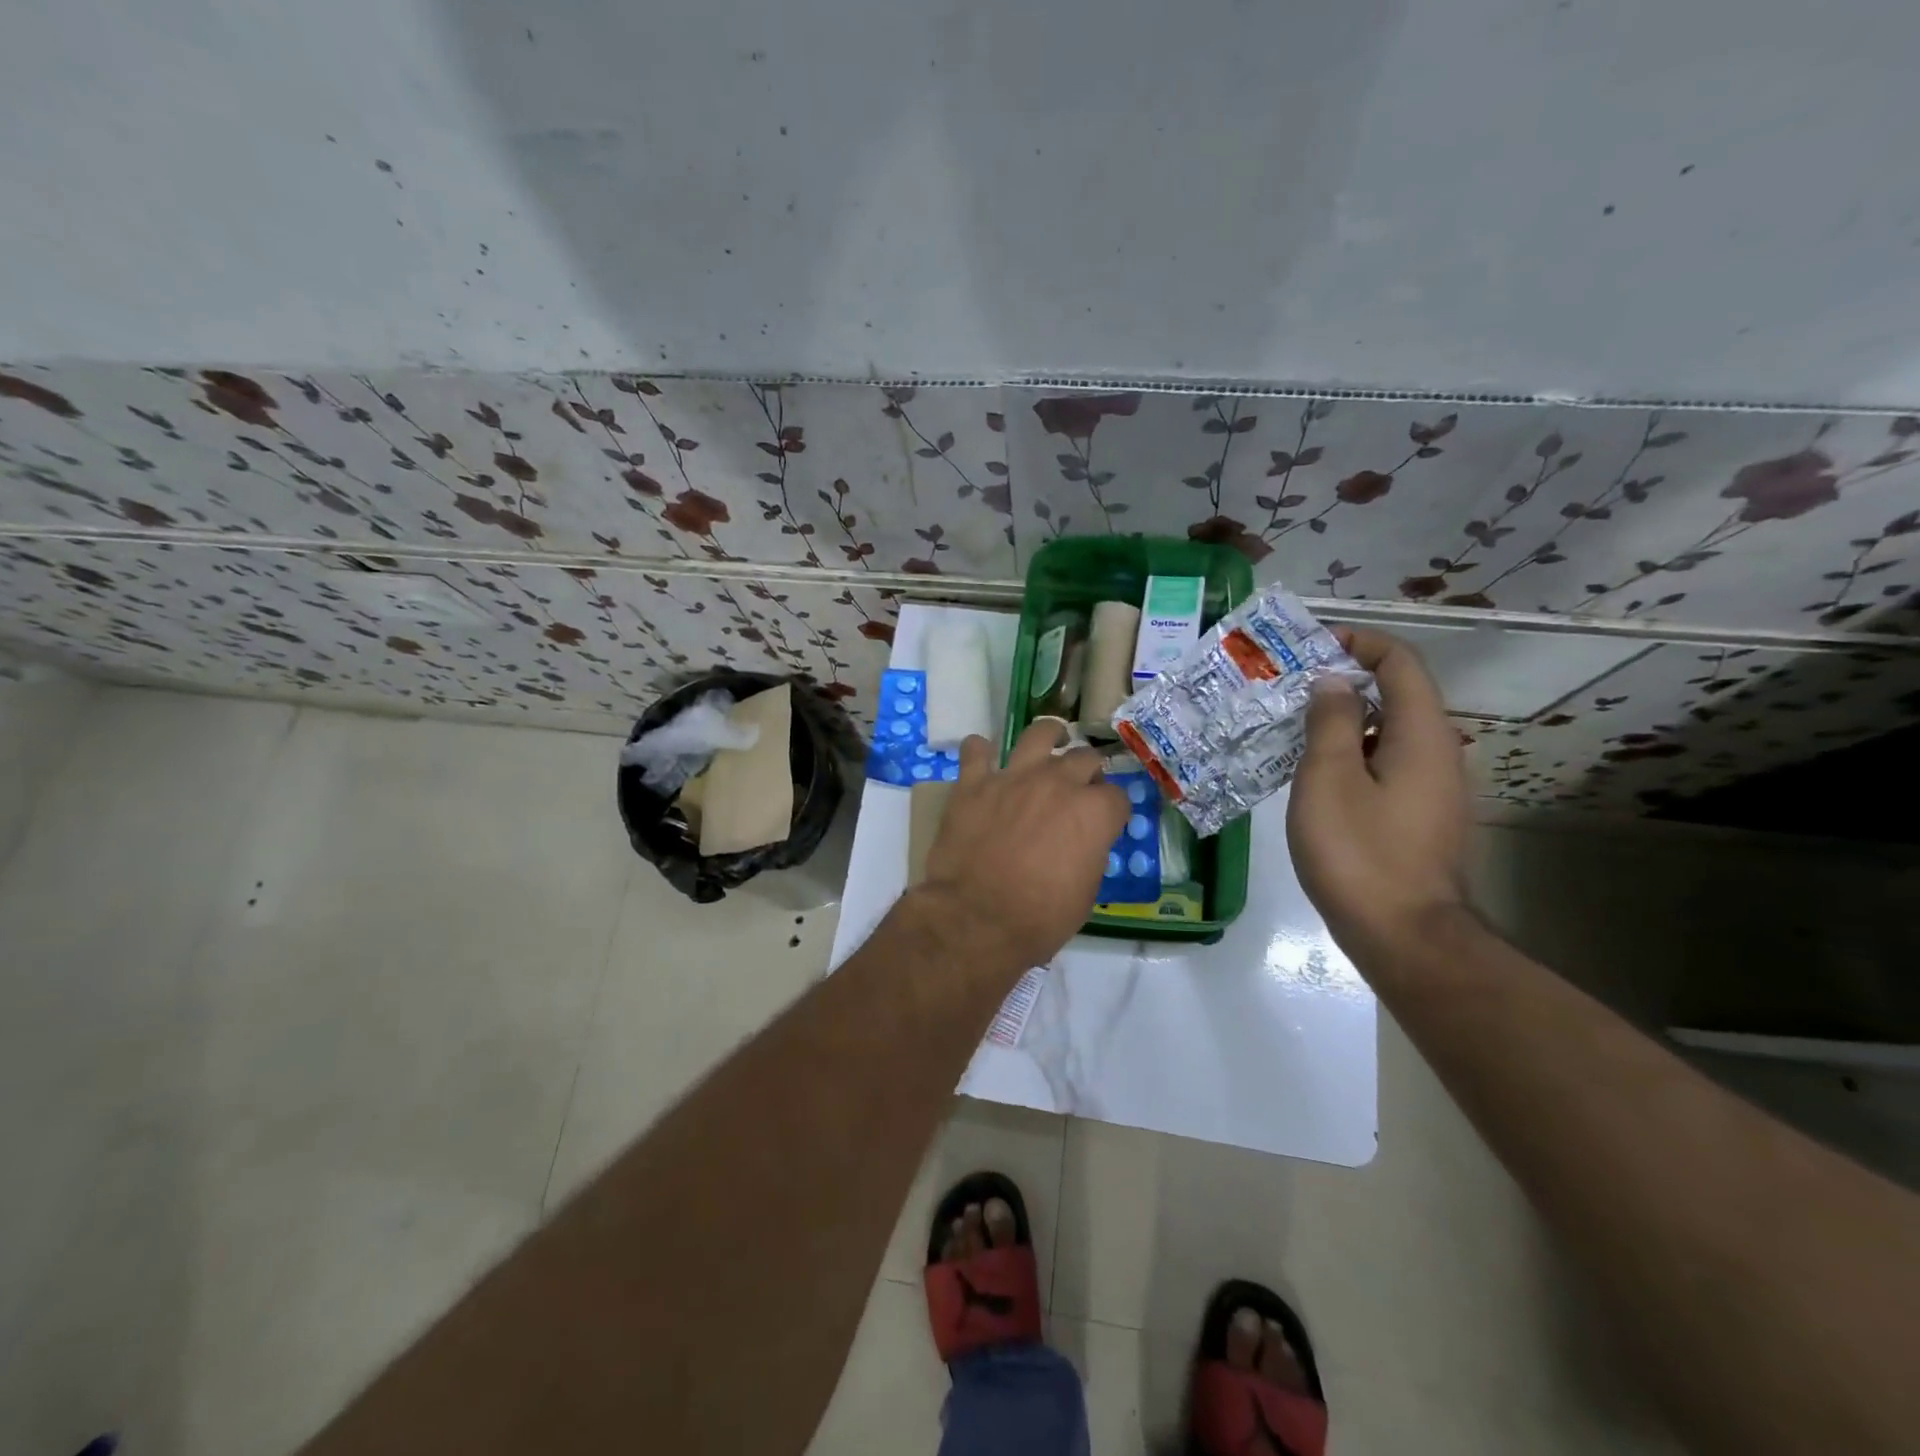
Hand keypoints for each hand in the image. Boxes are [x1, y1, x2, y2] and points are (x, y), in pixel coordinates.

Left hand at [918, 720, 1129, 973]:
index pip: (1117, 796)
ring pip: (1038, 735)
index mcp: (1092, 812)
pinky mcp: (973, 783)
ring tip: (1050, 741)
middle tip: (1079, 788)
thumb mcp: (1086, 894)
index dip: (1113, 810)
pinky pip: (976, 751)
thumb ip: (1090, 854)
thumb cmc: (1039, 918)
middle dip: (1087, 771)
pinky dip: (980, 751)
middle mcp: (1057, 783)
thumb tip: (1084, 843)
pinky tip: (982, 757)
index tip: (1107, 821)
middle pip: (1083, 758)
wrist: (975, 918)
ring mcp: (1013, 777)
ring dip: (1048, 736)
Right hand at [1286, 627, 1468, 963]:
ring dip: (1345, 723)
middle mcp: (1439, 754)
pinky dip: (1353, 756)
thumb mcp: (1329, 778)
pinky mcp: (1421, 819)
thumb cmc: (1360, 852)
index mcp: (1421, 735)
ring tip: (1292, 733)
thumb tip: (1334, 683)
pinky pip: (1387, 767)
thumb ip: (1331, 722)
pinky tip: (1314, 779)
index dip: (1360, 643)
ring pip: (1389, 735)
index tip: (1312, 648)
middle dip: (1345, 683)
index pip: (1401, 663)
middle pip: (1397, 696)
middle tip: (1290, 692)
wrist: (1405, 937)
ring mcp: (1434, 790)